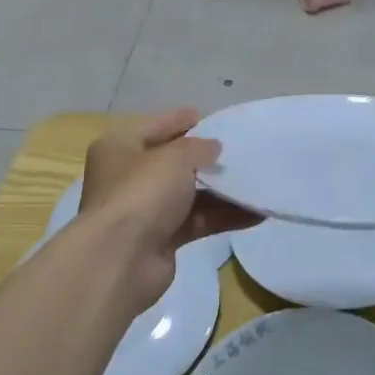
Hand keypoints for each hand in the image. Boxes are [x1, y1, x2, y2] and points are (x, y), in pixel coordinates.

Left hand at [75, 109, 259, 311]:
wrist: (122, 259)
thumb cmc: (142, 192)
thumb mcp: (175, 157)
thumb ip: (199, 148)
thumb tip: (214, 148)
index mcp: (119, 148)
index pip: (153, 126)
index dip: (179, 120)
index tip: (207, 116)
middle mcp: (128, 177)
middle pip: (172, 162)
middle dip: (204, 159)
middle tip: (237, 150)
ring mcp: (145, 210)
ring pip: (188, 194)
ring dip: (220, 191)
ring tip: (254, 182)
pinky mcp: (161, 239)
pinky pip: (197, 221)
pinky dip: (223, 217)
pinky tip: (255, 213)